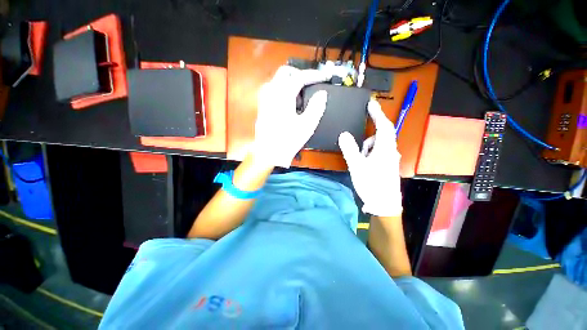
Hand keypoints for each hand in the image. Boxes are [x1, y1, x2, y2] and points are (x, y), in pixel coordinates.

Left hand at [253, 66, 330, 167]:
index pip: (299, 77)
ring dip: (291, 83)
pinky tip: (289, 105)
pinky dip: (283, 90)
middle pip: (285, 72)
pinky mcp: (262, 106)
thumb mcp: (307, 125)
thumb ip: (316, 107)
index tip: (324, 78)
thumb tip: (322, 94)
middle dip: (300, 75)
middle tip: (310, 85)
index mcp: (283, 96)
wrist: (269, 153)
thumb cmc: (288, 140)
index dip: (314, 75)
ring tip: (300, 99)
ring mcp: (264, 99)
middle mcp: (271, 92)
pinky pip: (273, 90)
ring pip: (278, 80)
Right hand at [338, 100, 401, 216]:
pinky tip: (363, 161)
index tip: (370, 103)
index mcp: (385, 148)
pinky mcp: (387, 165)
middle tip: (360, 134)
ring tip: (359, 157)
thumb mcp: (357, 166)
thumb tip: (343, 134)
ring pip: (379, 144)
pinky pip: (379, 152)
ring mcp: (390, 158)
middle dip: (370, 132)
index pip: (383, 125)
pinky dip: (370, 152)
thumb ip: (350, 149)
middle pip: (382, 134)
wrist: (384, 204)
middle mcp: (390, 151)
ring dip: (368, 145)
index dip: (377, 113)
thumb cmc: (371, 184)